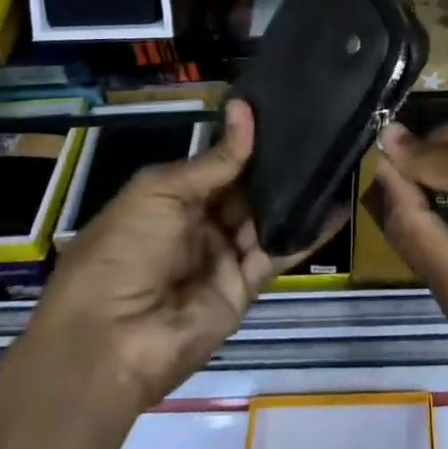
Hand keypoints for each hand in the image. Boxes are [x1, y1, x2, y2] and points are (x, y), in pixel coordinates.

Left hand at [30, 100, 331, 416]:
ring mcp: (224, 254)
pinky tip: (336, 205)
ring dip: (297, 192)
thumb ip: (215, 159)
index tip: (285, 108)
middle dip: (277, 162)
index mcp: (172, 195)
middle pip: (246, 187)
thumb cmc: (124, 250)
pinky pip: (279, 251)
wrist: (110, 340)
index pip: (219, 160)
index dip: (247, 138)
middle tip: (320, 126)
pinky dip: (307, 231)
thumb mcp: (162, 192)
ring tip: (336, 156)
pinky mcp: (245, 285)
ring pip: (267, 216)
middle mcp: (201, 221)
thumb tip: (245, 109)